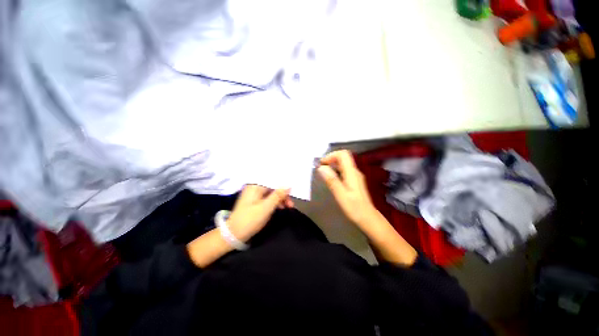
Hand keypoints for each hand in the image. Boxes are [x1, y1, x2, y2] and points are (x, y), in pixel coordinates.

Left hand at [227, 185, 291, 241]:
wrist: (234, 235)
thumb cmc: (250, 219)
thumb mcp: (266, 208)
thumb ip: (277, 196)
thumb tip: (288, 185)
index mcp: (255, 186)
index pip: (273, 181)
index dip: (283, 185)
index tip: (292, 192)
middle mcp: (255, 188)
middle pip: (273, 187)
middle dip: (283, 194)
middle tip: (291, 204)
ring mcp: (255, 195)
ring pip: (272, 193)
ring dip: (280, 199)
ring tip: (288, 207)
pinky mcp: (255, 202)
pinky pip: (268, 198)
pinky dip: (275, 203)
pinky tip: (281, 208)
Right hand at [318, 150, 417, 266]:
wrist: (368, 218)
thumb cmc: (354, 208)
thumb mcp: (341, 195)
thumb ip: (332, 180)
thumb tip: (321, 167)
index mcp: (352, 173)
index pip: (343, 154)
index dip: (331, 155)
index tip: (322, 164)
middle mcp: (354, 172)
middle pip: (342, 158)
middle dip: (330, 160)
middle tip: (320, 169)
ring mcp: (355, 176)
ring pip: (342, 164)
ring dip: (332, 165)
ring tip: (323, 174)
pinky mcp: (354, 181)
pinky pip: (343, 171)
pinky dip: (335, 171)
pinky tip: (331, 180)